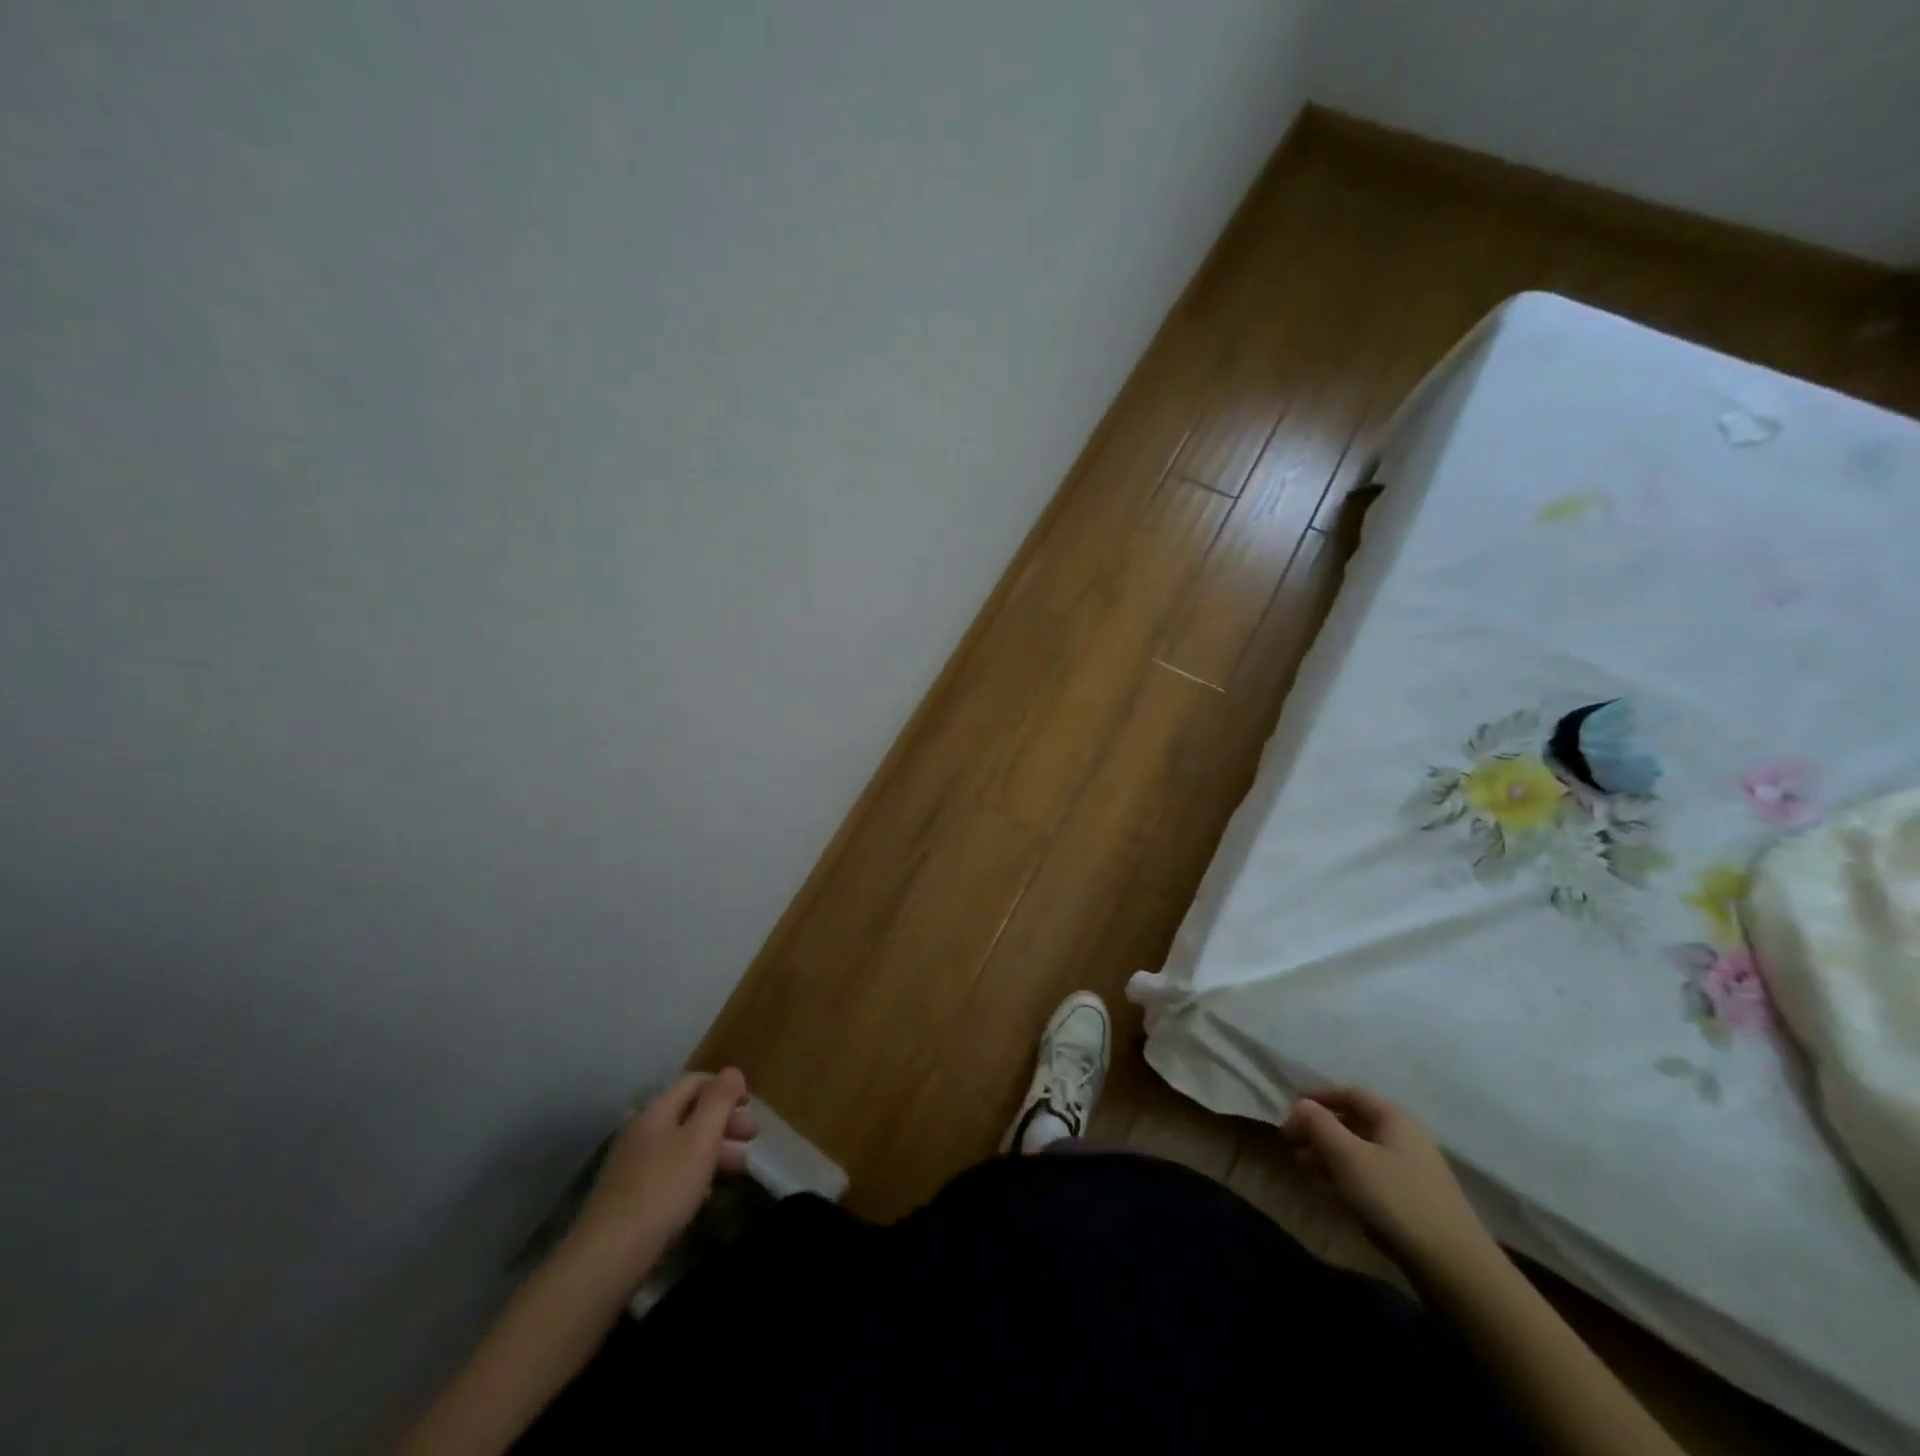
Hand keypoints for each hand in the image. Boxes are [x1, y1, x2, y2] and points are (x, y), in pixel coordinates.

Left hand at [568, 1068, 757, 1282]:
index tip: (751, 1106)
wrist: (606, 1258)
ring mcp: (632, 1164)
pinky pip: (670, 1170)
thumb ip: (719, 1100)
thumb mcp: (700, 1139)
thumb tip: (732, 1072)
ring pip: (682, 1143)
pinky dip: (694, 1172)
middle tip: (752, 1138)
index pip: (696, 1082)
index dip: (726, 1087)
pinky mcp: (629, 1196)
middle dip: (724, 1120)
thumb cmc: (662, 1190)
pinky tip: (707, 1192)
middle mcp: (642, 1130)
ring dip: (714, 1147)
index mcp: (657, 1110)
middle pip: (690, 1112)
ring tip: (740, 1167)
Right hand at [1282, 1086, 1494, 1279]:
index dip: (1318, 1097)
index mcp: (1393, 1118)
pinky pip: (1373, 1175)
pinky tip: (1335, 1192)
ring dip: (1332, 1154)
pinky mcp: (1417, 1201)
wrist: (1456, 1269)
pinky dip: (1348, 1175)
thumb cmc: (1395, 1200)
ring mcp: (1414, 1171)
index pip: (1349, 1093)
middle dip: (1321, 1129)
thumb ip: (1318, 1124)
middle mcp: (1406, 1137)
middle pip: (1356, 1121)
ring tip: (1306, 1168)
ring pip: (1363, 1150)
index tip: (1290, 1109)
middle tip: (1293, 1143)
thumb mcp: (1347, 1156)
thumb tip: (1301, 1105)